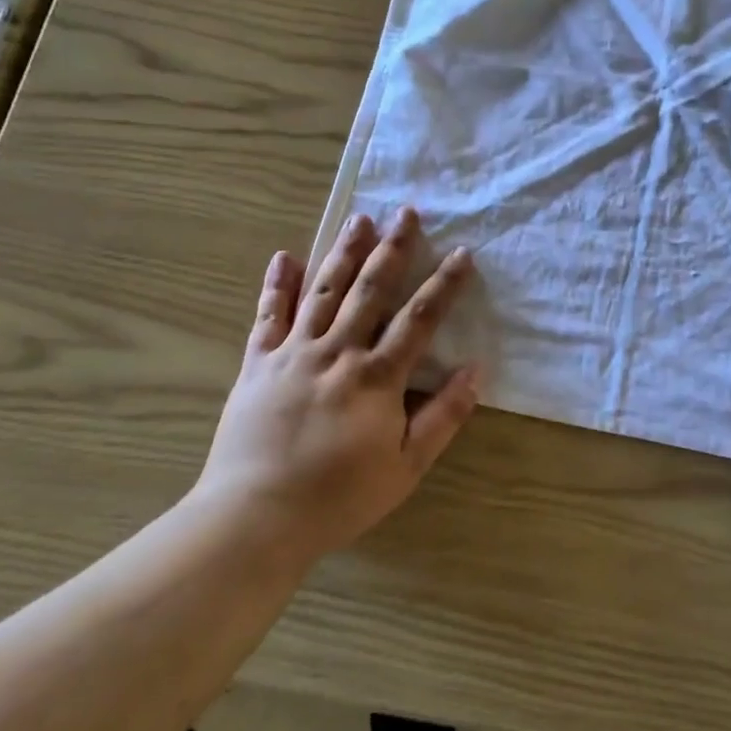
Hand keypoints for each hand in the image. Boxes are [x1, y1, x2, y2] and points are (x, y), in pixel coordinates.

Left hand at [198, 206, 477, 562]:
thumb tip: (476, 371)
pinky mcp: (257, 363)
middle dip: (392, 249)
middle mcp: (337, 352)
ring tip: (360, 219)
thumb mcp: (406, 466)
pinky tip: (284, 256)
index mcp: (376, 376)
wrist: (255, 517)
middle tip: (406, 213)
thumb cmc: (338, 496)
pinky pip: (268, 316)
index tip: (462, 253)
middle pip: (370, 290)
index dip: (444, 285)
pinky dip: (277, 285)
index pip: (420, 319)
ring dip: (343, 252)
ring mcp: (293, 353)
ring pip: (323, 291)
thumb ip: (443, 416)